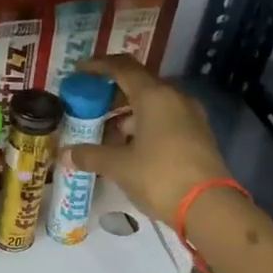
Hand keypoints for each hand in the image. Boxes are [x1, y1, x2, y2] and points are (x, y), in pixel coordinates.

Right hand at [70, 55, 233, 222]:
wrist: (208, 206)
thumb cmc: (159, 176)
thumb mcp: (118, 166)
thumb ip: (90, 156)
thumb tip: (65, 154)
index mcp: (155, 96)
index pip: (123, 68)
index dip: (98, 67)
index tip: (79, 73)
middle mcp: (174, 98)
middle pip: (138, 86)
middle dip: (111, 96)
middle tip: (87, 109)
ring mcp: (189, 117)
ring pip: (151, 106)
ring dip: (126, 116)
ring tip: (103, 135)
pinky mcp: (196, 136)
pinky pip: (163, 121)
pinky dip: (142, 128)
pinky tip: (127, 149)